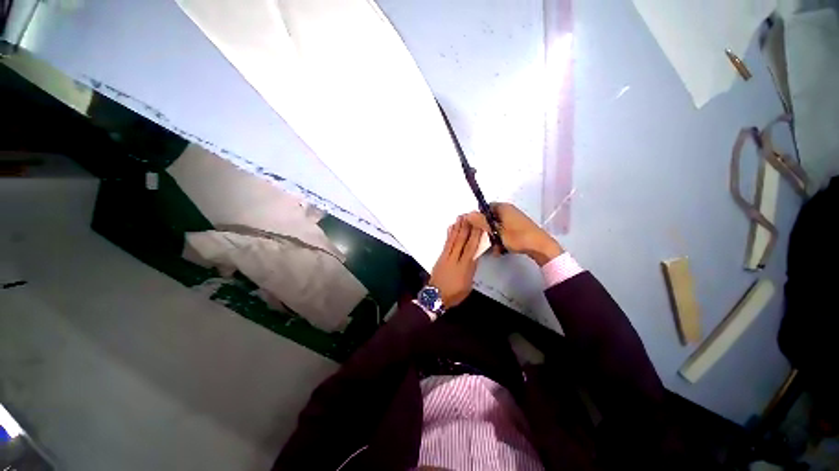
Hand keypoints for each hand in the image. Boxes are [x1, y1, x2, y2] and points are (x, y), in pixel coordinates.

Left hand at [428, 217, 482, 307]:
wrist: (435, 296)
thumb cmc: (454, 293)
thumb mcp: (468, 285)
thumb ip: (471, 269)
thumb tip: (474, 256)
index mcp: (464, 267)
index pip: (471, 248)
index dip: (475, 236)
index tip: (479, 225)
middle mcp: (454, 259)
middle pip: (461, 241)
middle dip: (466, 228)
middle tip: (469, 215)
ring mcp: (446, 257)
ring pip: (453, 240)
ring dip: (457, 228)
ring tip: (460, 218)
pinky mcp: (440, 257)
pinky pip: (446, 243)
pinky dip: (449, 234)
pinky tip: (451, 228)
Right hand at [464, 203, 562, 266]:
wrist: (540, 247)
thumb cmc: (517, 237)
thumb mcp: (496, 230)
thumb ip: (481, 222)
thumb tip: (467, 214)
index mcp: (503, 207)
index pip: (484, 208)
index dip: (479, 218)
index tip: (476, 229)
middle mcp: (508, 210)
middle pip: (490, 218)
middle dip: (487, 230)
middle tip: (486, 241)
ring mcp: (514, 219)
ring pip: (497, 226)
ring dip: (493, 237)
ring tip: (495, 248)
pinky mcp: (518, 227)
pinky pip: (504, 231)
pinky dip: (501, 238)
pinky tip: (501, 249)